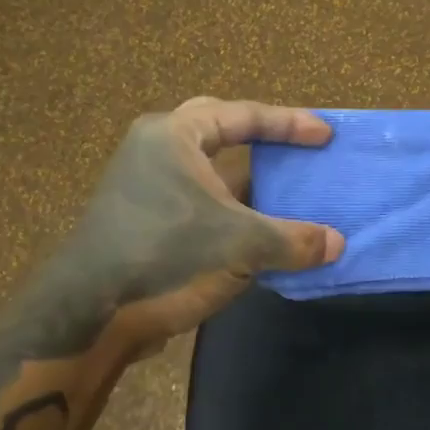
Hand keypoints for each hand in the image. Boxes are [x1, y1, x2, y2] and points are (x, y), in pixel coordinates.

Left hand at [69, 97, 344, 340]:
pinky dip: (231, 208)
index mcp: (174, 136)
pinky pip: (199, 200)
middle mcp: (155, 151)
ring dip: (247, 179)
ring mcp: (145, 186)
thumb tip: (337, 244)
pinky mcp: (143, 219)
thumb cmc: (168, 256)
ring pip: (207, 169)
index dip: (290, 124)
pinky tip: (258, 229)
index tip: (325, 136)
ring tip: (285, 189)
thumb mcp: (243, 246)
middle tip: (295, 147)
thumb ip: (295, 240)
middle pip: (219, 129)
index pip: (243, 115)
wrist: (92, 314)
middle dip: (259, 137)